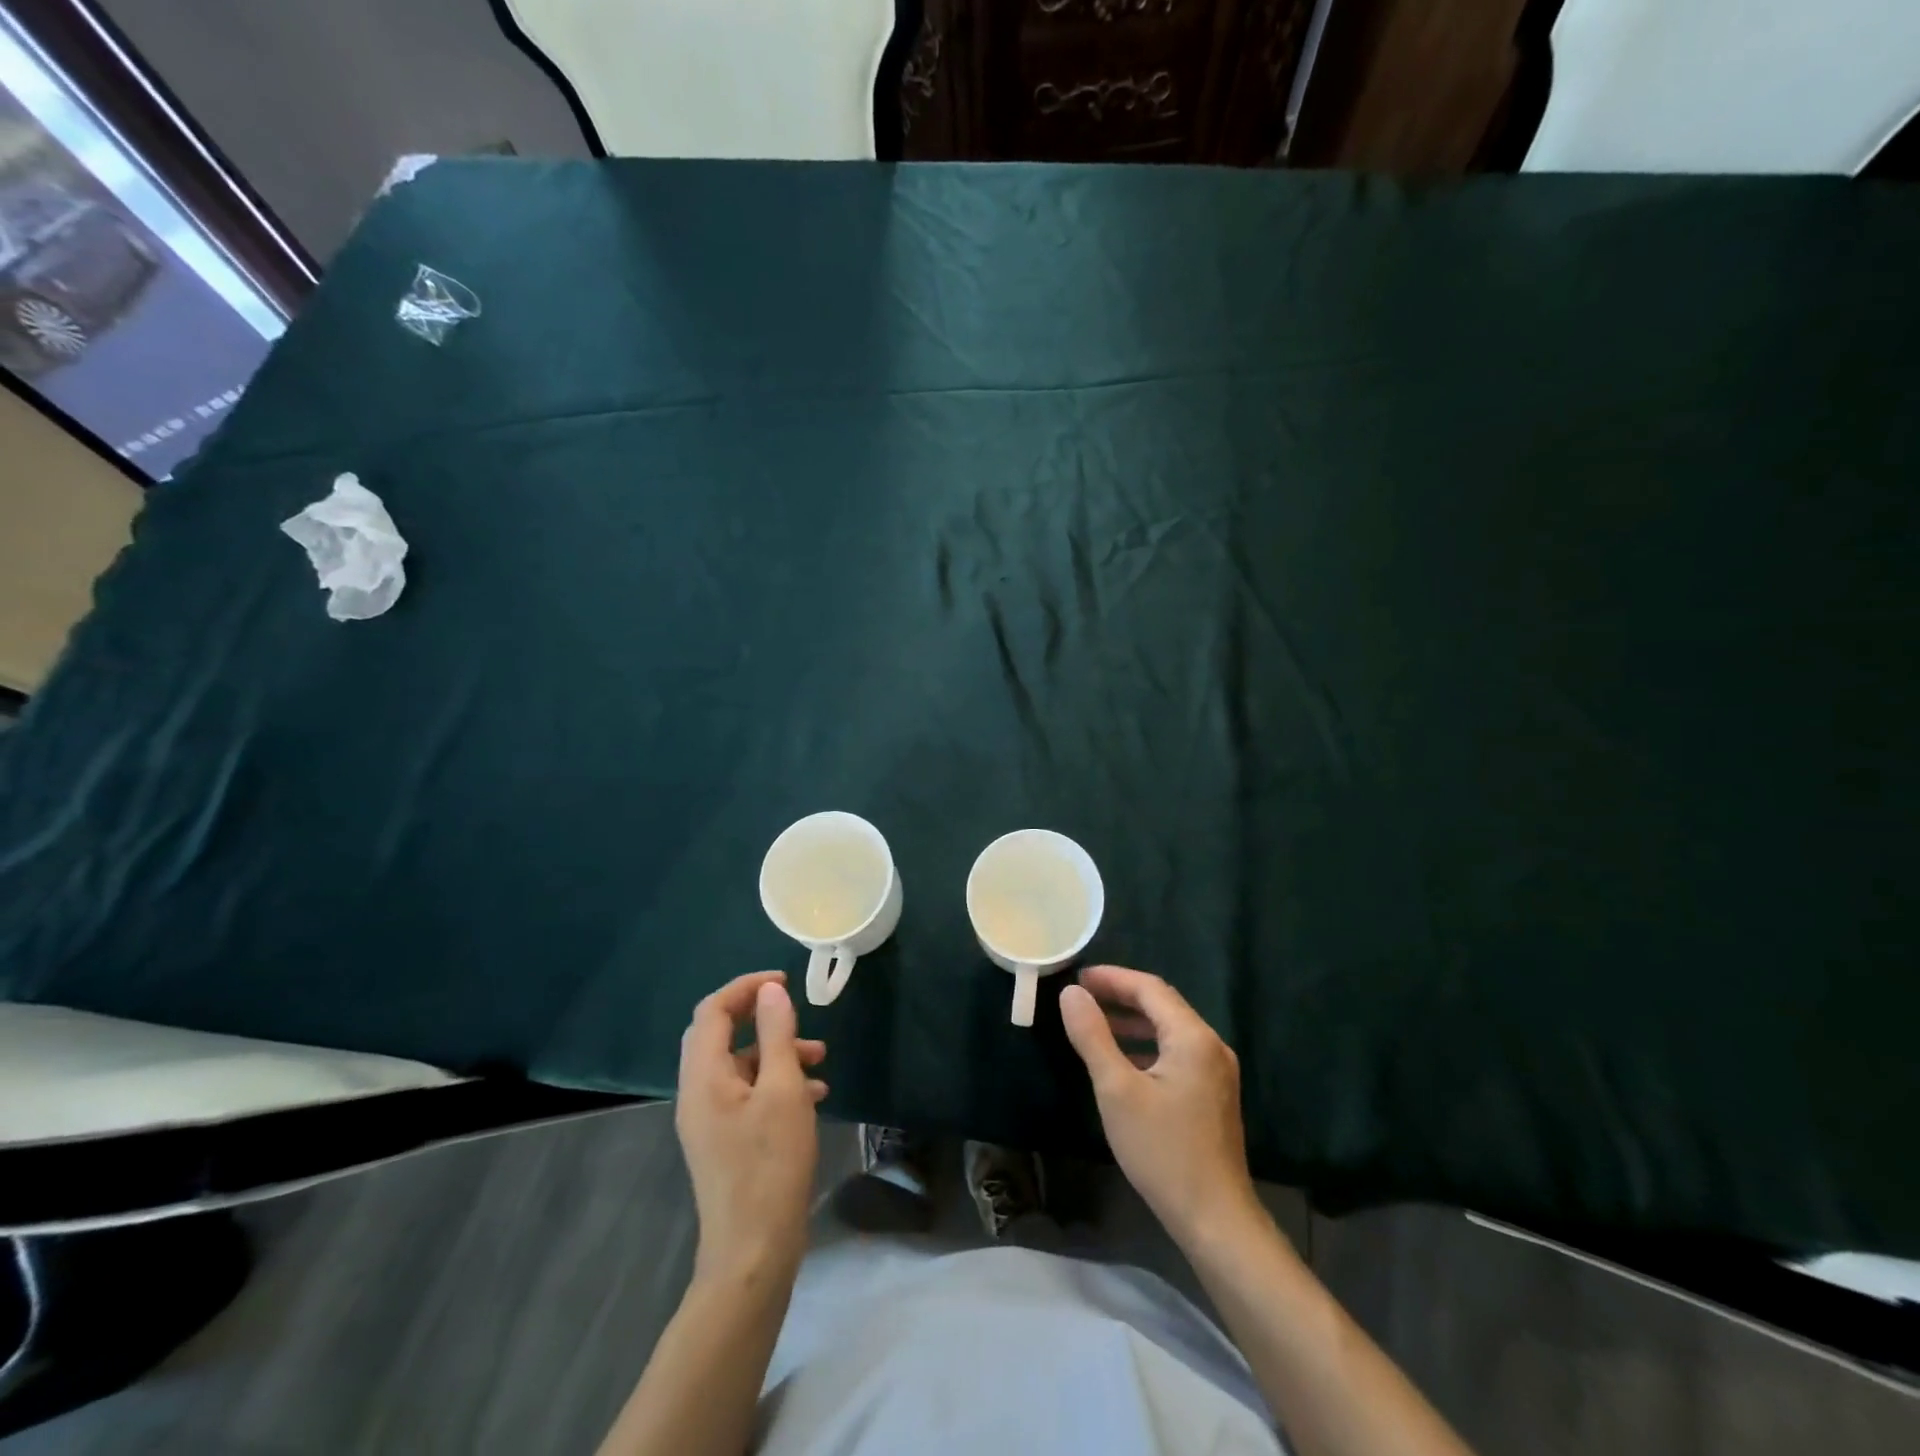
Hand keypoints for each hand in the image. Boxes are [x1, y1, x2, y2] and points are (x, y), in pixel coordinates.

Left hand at [676, 970, 827, 1282]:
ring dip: (776, 1051)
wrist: (753, 1252)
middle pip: (721, 1035)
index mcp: (703, 1076)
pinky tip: (815, 1094)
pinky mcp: (724, 1140)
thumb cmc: (770, 1164)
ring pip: (739, 1065)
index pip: (713, 1011)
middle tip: (797, 1014)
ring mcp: (709, 1119)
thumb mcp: (783, 1090)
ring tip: (820, 1058)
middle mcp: (697, 1093)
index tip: (785, 981)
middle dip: (762, 1018)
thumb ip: (776, 1035)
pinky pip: (747, 1093)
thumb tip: (771, 991)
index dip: (746, 987)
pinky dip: (776, 1082)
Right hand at [1059, 964, 1261, 1250]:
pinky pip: (1176, 1051)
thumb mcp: (1116, 1090)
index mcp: (1193, 1037)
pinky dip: (1147, 1044)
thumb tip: (1071, 993)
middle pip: (1162, 1004)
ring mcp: (1216, 1071)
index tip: (1077, 977)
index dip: (1112, 978)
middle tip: (1082, 995)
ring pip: (1169, 1028)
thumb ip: (1092, 1036)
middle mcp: (1211, 1045)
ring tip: (1095, 1021)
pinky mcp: (1213, 1094)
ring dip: (1133, 1020)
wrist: (1215, 1220)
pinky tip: (1123, 1059)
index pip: (1150, 988)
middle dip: (1121, 995)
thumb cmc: (1163, 1151)